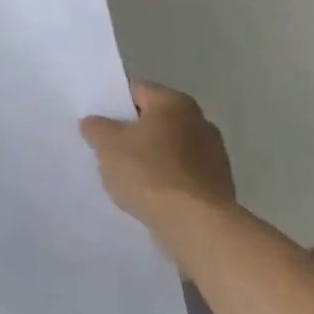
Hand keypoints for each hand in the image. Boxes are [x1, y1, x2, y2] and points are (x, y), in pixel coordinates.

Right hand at [81, 82, 235, 225]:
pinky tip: (148, 190)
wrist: (195, 223)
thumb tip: (95, 122)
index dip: (112, 103)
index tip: (95, 119)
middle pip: (155, 119)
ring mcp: (214, 154)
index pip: (136, 91)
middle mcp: (200, 121)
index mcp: (174, 103)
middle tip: (106, 144)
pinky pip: (182, 171)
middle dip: (133, 129)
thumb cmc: (147, 171)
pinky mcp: (219, 184)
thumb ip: (97, 127)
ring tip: (125, 171)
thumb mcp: (107, 145)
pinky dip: (166, 176)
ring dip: (151, 154)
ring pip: (170, 146)